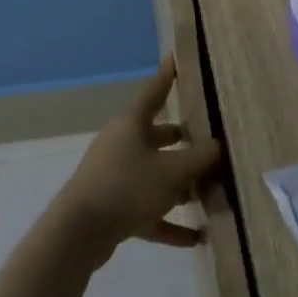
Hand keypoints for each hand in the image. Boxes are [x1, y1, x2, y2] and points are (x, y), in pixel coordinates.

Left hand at [52, 57, 222, 265]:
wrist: (79, 232)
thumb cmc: (128, 187)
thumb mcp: (173, 171)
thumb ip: (200, 158)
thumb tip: (218, 147)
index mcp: (132, 125)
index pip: (154, 92)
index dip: (167, 76)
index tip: (174, 58)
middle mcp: (121, 145)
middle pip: (156, 137)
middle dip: (181, 140)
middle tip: (207, 140)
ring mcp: (115, 176)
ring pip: (153, 174)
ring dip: (178, 184)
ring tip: (206, 193)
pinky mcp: (113, 207)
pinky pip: (147, 210)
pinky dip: (169, 222)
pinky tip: (195, 238)